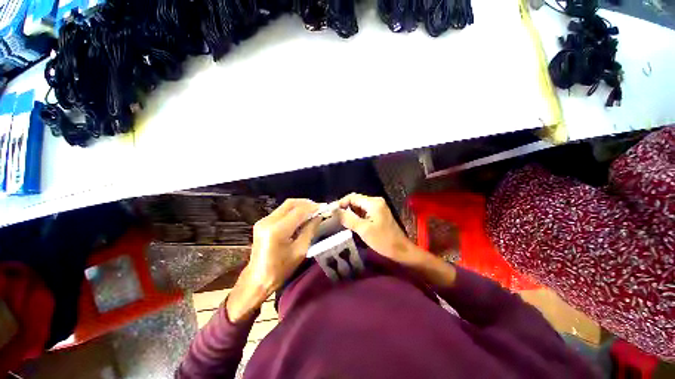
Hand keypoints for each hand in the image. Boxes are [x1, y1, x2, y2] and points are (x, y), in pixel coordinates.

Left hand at [227, 199, 320, 321]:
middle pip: (291, 203)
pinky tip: (301, 217)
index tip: (324, 207)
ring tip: (312, 211)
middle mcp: (268, 221)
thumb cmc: (281, 269)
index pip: (299, 211)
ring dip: (300, 207)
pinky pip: (281, 211)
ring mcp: (263, 221)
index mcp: (277, 230)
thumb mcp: (300, 250)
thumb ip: (310, 230)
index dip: (313, 207)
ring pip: (286, 206)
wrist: (257, 279)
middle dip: (306, 203)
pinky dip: (293, 211)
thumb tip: (318, 216)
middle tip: (318, 208)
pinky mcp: (262, 223)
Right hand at [337, 193, 413, 262]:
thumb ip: (348, 218)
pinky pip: (364, 211)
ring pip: (359, 206)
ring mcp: (378, 207)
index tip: (332, 212)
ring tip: (341, 221)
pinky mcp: (378, 214)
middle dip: (345, 208)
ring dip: (350, 213)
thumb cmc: (383, 240)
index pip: (352, 197)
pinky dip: (357, 216)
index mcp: (373, 202)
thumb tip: (334, 211)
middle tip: (335, 218)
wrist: (401, 250)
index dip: (341, 203)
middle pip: (356, 201)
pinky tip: (352, 223)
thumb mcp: (363, 229)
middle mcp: (376, 201)